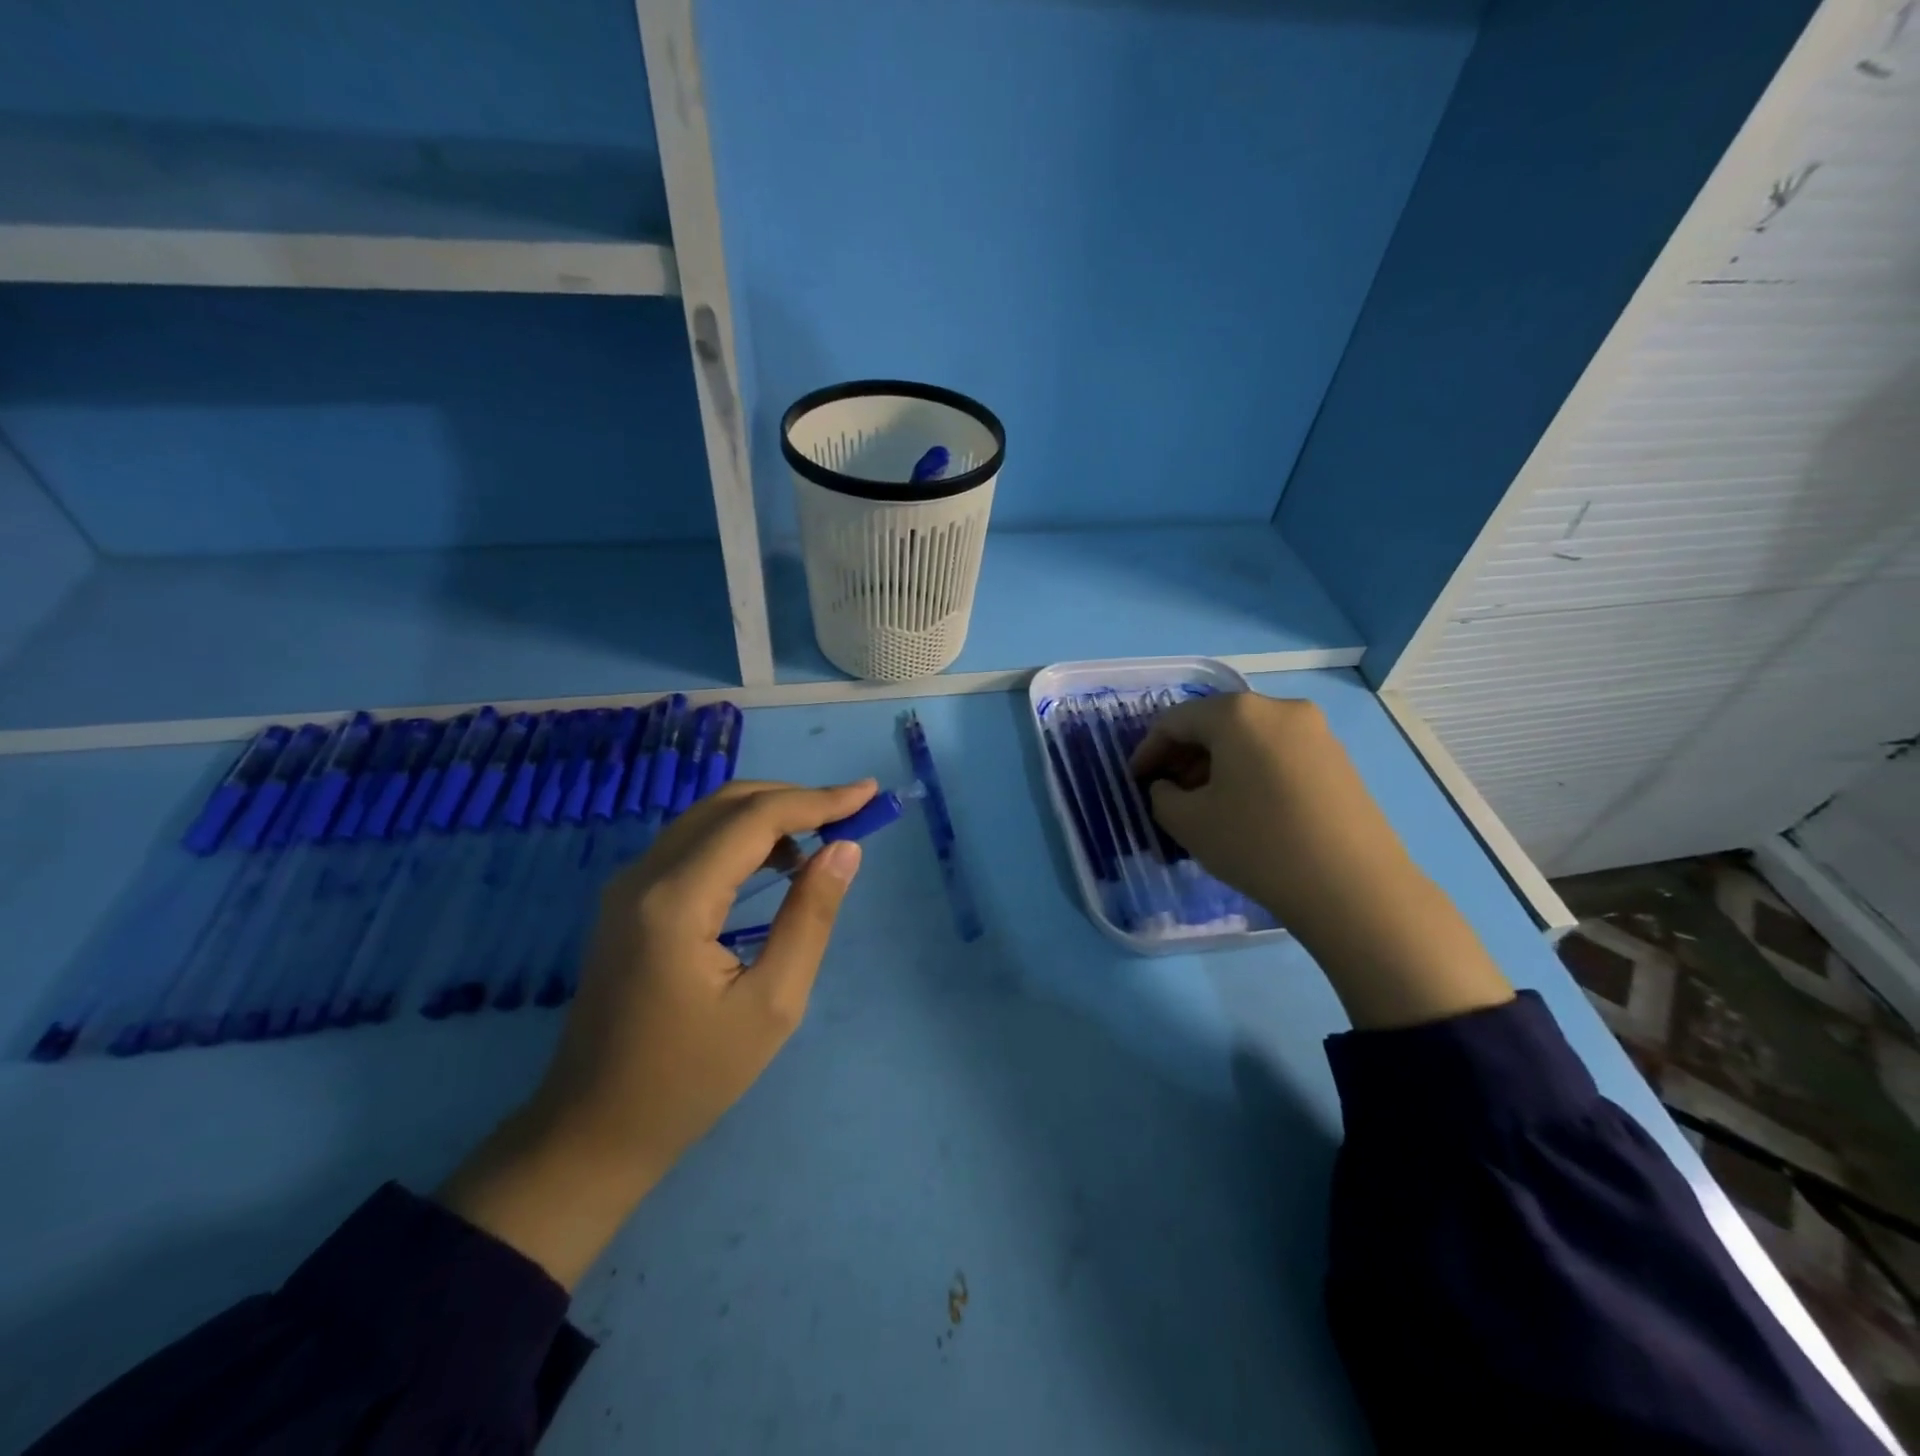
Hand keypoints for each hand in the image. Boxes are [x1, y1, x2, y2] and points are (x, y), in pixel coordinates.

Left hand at [440, 778, 875, 1286]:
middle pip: (728, 804)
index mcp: (677, 900)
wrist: (594, 1129)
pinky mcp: (628, 899)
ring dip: (769, 815)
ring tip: (823, 836)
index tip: (869, 795)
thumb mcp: (773, 1004)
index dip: (818, 800)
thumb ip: (811, 917)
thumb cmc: (692, 1078)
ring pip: (708, 818)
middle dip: (796, 798)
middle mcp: (644, 875)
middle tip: (851, 810)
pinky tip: (775, 863)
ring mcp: (628, 884)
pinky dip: (740, 837)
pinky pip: (692, 843)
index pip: (755, 819)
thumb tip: (845, 849)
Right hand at [1132, 693, 1510, 1030]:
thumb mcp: (1188, 822)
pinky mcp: (1338, 759)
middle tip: (1168, 792)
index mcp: (1238, 713)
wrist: (1352, 888)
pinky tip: (1246, 808)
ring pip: (1249, 738)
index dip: (1148, 750)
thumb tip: (1168, 786)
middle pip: (1215, 723)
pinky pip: (1278, 753)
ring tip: (1205, 804)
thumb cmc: (1257, 844)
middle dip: (1184, 756)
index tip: (1135, 781)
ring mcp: (1316, 732)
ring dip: (1217, 764)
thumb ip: (1161, 795)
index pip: (1175, 721)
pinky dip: (1251, 771)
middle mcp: (1280, 708)